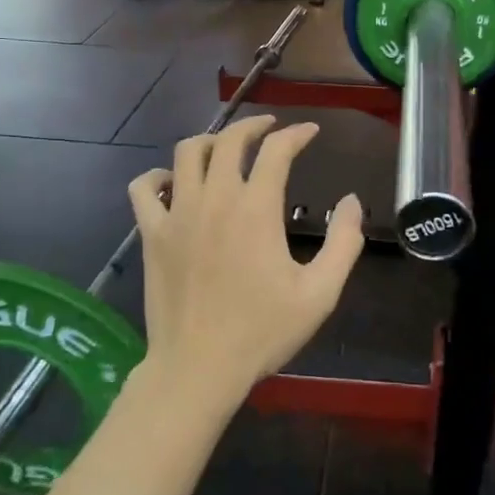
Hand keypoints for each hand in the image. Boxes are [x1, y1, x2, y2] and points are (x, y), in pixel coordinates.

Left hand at [128, 116, 363, 409]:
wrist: (198, 368)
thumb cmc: (262, 331)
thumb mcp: (320, 293)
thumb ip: (343, 242)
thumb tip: (351, 201)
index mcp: (256, 209)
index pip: (276, 150)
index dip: (296, 134)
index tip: (310, 132)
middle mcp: (214, 200)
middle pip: (229, 139)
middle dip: (254, 125)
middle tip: (270, 128)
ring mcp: (177, 215)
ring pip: (186, 152)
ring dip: (210, 141)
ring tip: (226, 148)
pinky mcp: (151, 235)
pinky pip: (143, 188)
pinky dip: (157, 176)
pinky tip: (172, 182)